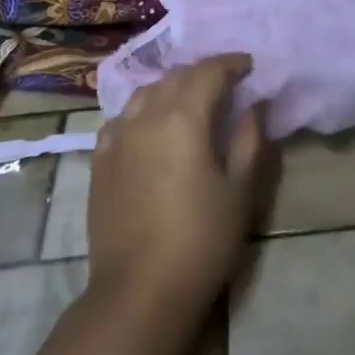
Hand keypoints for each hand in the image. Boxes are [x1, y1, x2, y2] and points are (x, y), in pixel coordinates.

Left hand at [87, 54, 269, 317]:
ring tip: (190, 98)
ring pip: (145, 93)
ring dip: (171, 87)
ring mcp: (116, 137)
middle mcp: (145, 116)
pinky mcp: (99, 161)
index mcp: (183, 118)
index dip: (231, 63)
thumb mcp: (240, 191)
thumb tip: (255, 105)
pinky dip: (142, 111)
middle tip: (227, 80)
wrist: (140, 291)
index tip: (250, 65)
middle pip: (175, 77)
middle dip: (203, 72)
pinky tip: (150, 126)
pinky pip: (122, 118)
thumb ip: (249, 140)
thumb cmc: (201, 240)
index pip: (208, 72)